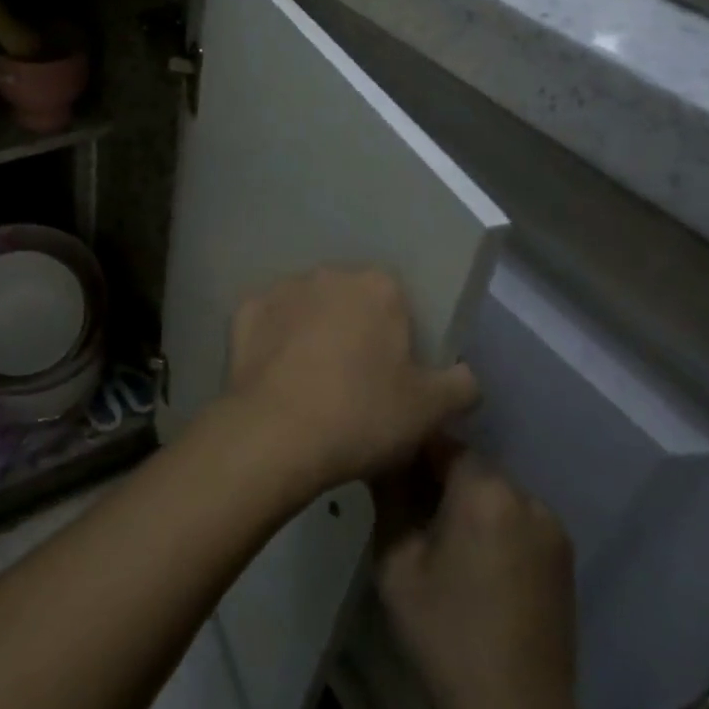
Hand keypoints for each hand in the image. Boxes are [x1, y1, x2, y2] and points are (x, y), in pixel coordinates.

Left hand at [226, 268, 477, 495]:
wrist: (275, 434)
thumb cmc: (363, 416)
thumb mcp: (431, 411)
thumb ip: (462, 385)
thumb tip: (464, 375)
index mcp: (378, 286)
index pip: (398, 301)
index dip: (398, 338)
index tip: (394, 374)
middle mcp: (328, 274)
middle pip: (350, 300)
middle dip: (354, 329)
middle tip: (354, 381)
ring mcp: (281, 289)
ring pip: (307, 308)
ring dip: (312, 332)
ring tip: (311, 383)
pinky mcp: (243, 311)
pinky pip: (269, 324)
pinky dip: (274, 343)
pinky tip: (277, 378)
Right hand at [374, 446, 577, 708]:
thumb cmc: (445, 632)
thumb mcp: (396, 561)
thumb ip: (389, 497)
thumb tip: (381, 457)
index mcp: (485, 490)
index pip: (440, 440)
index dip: (410, 449)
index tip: (386, 468)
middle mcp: (525, 496)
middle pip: (470, 465)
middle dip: (437, 476)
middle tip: (406, 505)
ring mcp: (551, 526)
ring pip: (493, 491)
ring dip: (465, 500)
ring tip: (438, 535)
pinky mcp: (563, 556)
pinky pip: (516, 518)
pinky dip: (491, 523)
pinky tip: (471, 559)